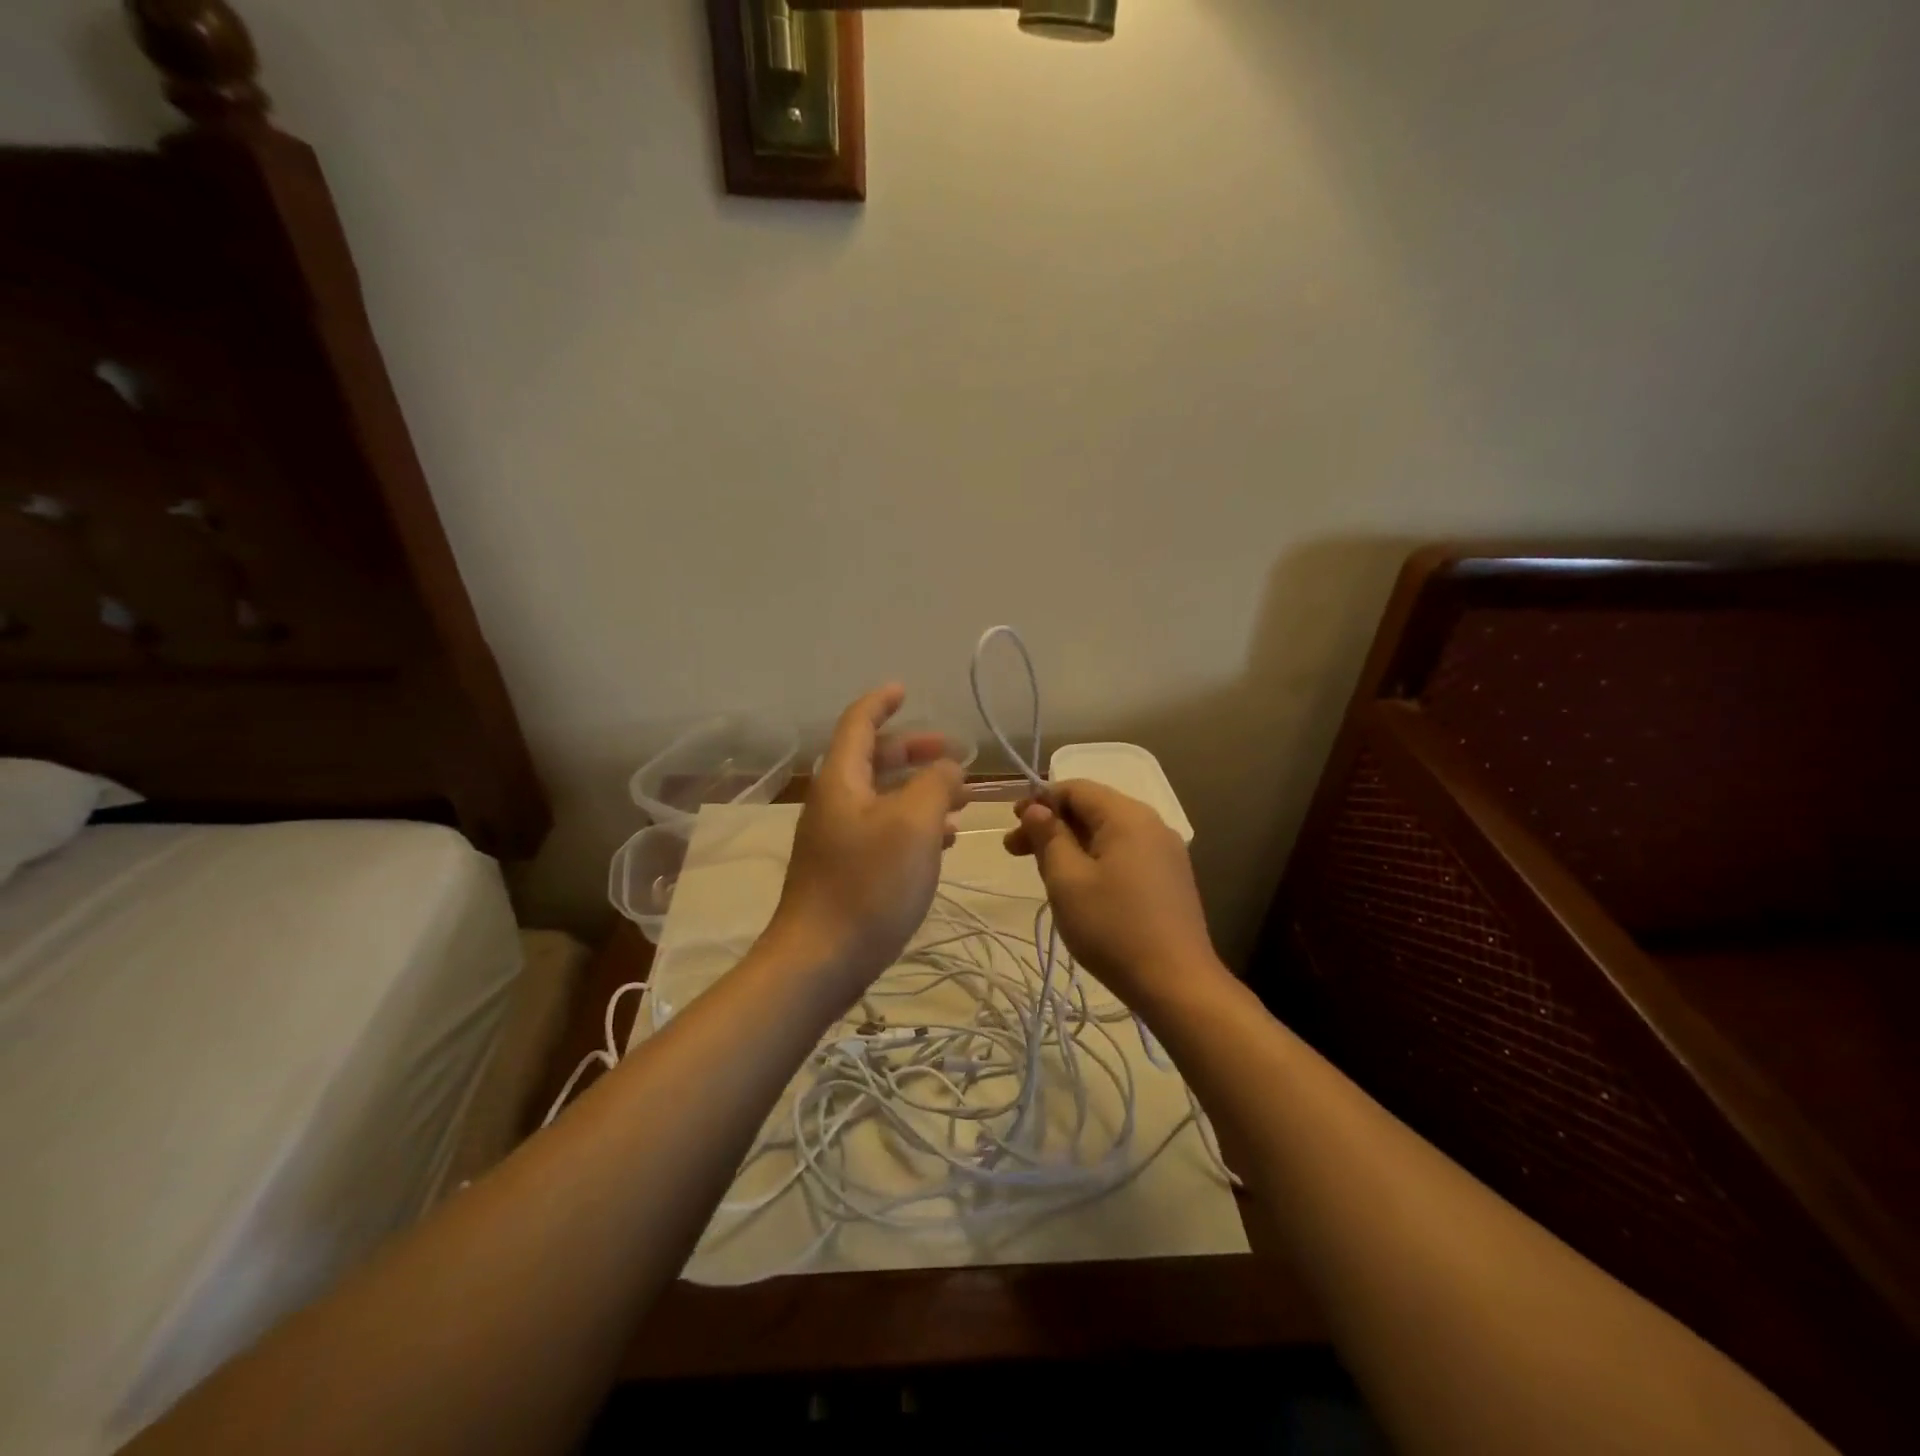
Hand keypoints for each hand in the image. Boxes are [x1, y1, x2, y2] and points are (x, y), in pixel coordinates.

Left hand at [767, 685, 967, 1000]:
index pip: (858, 723)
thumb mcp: (914, 824)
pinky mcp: (845, 870)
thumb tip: (947, 769)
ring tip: (960, 802)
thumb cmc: (869, 884)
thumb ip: (935, 784)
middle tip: (954, 755)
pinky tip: (941, 842)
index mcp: (842, 780)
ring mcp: (836, 838)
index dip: (881, 702)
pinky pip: (882, 830)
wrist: (820, 961)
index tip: (906, 690)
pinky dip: (913, 824)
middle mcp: (834, 802)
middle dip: (914, 751)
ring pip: (882, 797)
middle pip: (873, 759)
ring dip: (919, 790)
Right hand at [1004, 779, 1219, 1004]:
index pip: (1076, 788)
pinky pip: (1126, 853)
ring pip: (1108, 833)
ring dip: (1072, 844)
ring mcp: (1166, 852)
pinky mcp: (1171, 878)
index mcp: (1127, 816)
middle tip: (1015, 850)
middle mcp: (1152, 823)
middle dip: (1052, 824)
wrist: (1176, 984)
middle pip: (1093, 808)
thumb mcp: (1067, 880)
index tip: (1012, 824)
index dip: (1039, 800)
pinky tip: (1080, 886)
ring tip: (1043, 871)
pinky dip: (1096, 859)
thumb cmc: (1113, 927)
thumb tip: (1036, 809)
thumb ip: (1049, 837)